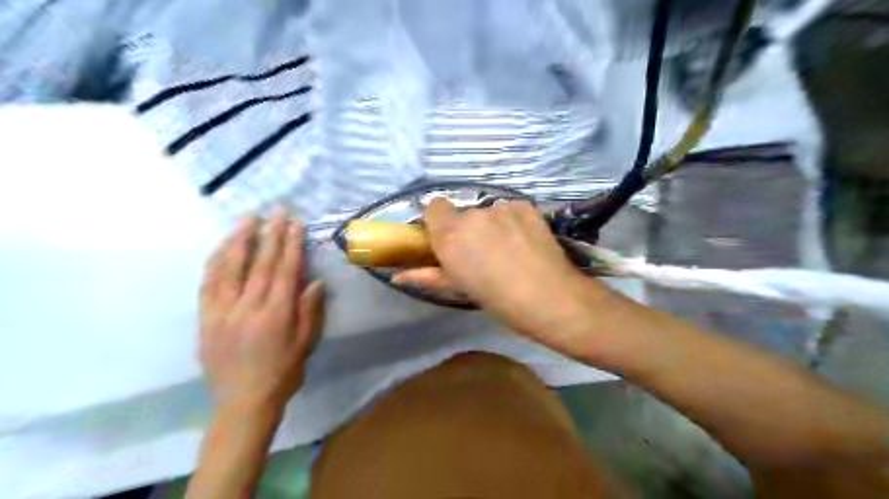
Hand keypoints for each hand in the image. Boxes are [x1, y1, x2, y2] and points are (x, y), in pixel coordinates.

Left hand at [199, 207, 325, 412]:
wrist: (242, 403)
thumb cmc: (283, 373)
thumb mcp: (306, 344)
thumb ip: (309, 311)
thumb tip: (313, 281)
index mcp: (276, 315)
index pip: (284, 271)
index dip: (290, 245)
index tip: (294, 224)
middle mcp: (247, 308)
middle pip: (259, 263)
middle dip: (270, 234)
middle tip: (276, 211)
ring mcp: (222, 312)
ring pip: (230, 268)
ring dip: (240, 240)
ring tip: (248, 220)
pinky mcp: (205, 318)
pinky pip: (208, 284)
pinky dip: (216, 261)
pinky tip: (222, 247)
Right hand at [395, 200, 603, 345]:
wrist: (548, 297)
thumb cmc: (497, 300)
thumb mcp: (458, 288)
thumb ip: (426, 275)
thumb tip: (397, 274)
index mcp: (450, 236)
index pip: (433, 206)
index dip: (439, 221)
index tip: (449, 239)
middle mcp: (471, 216)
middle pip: (463, 213)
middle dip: (468, 228)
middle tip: (482, 252)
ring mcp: (500, 208)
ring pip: (488, 212)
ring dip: (492, 225)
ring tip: (509, 250)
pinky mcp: (525, 205)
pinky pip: (511, 210)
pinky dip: (513, 221)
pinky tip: (525, 241)